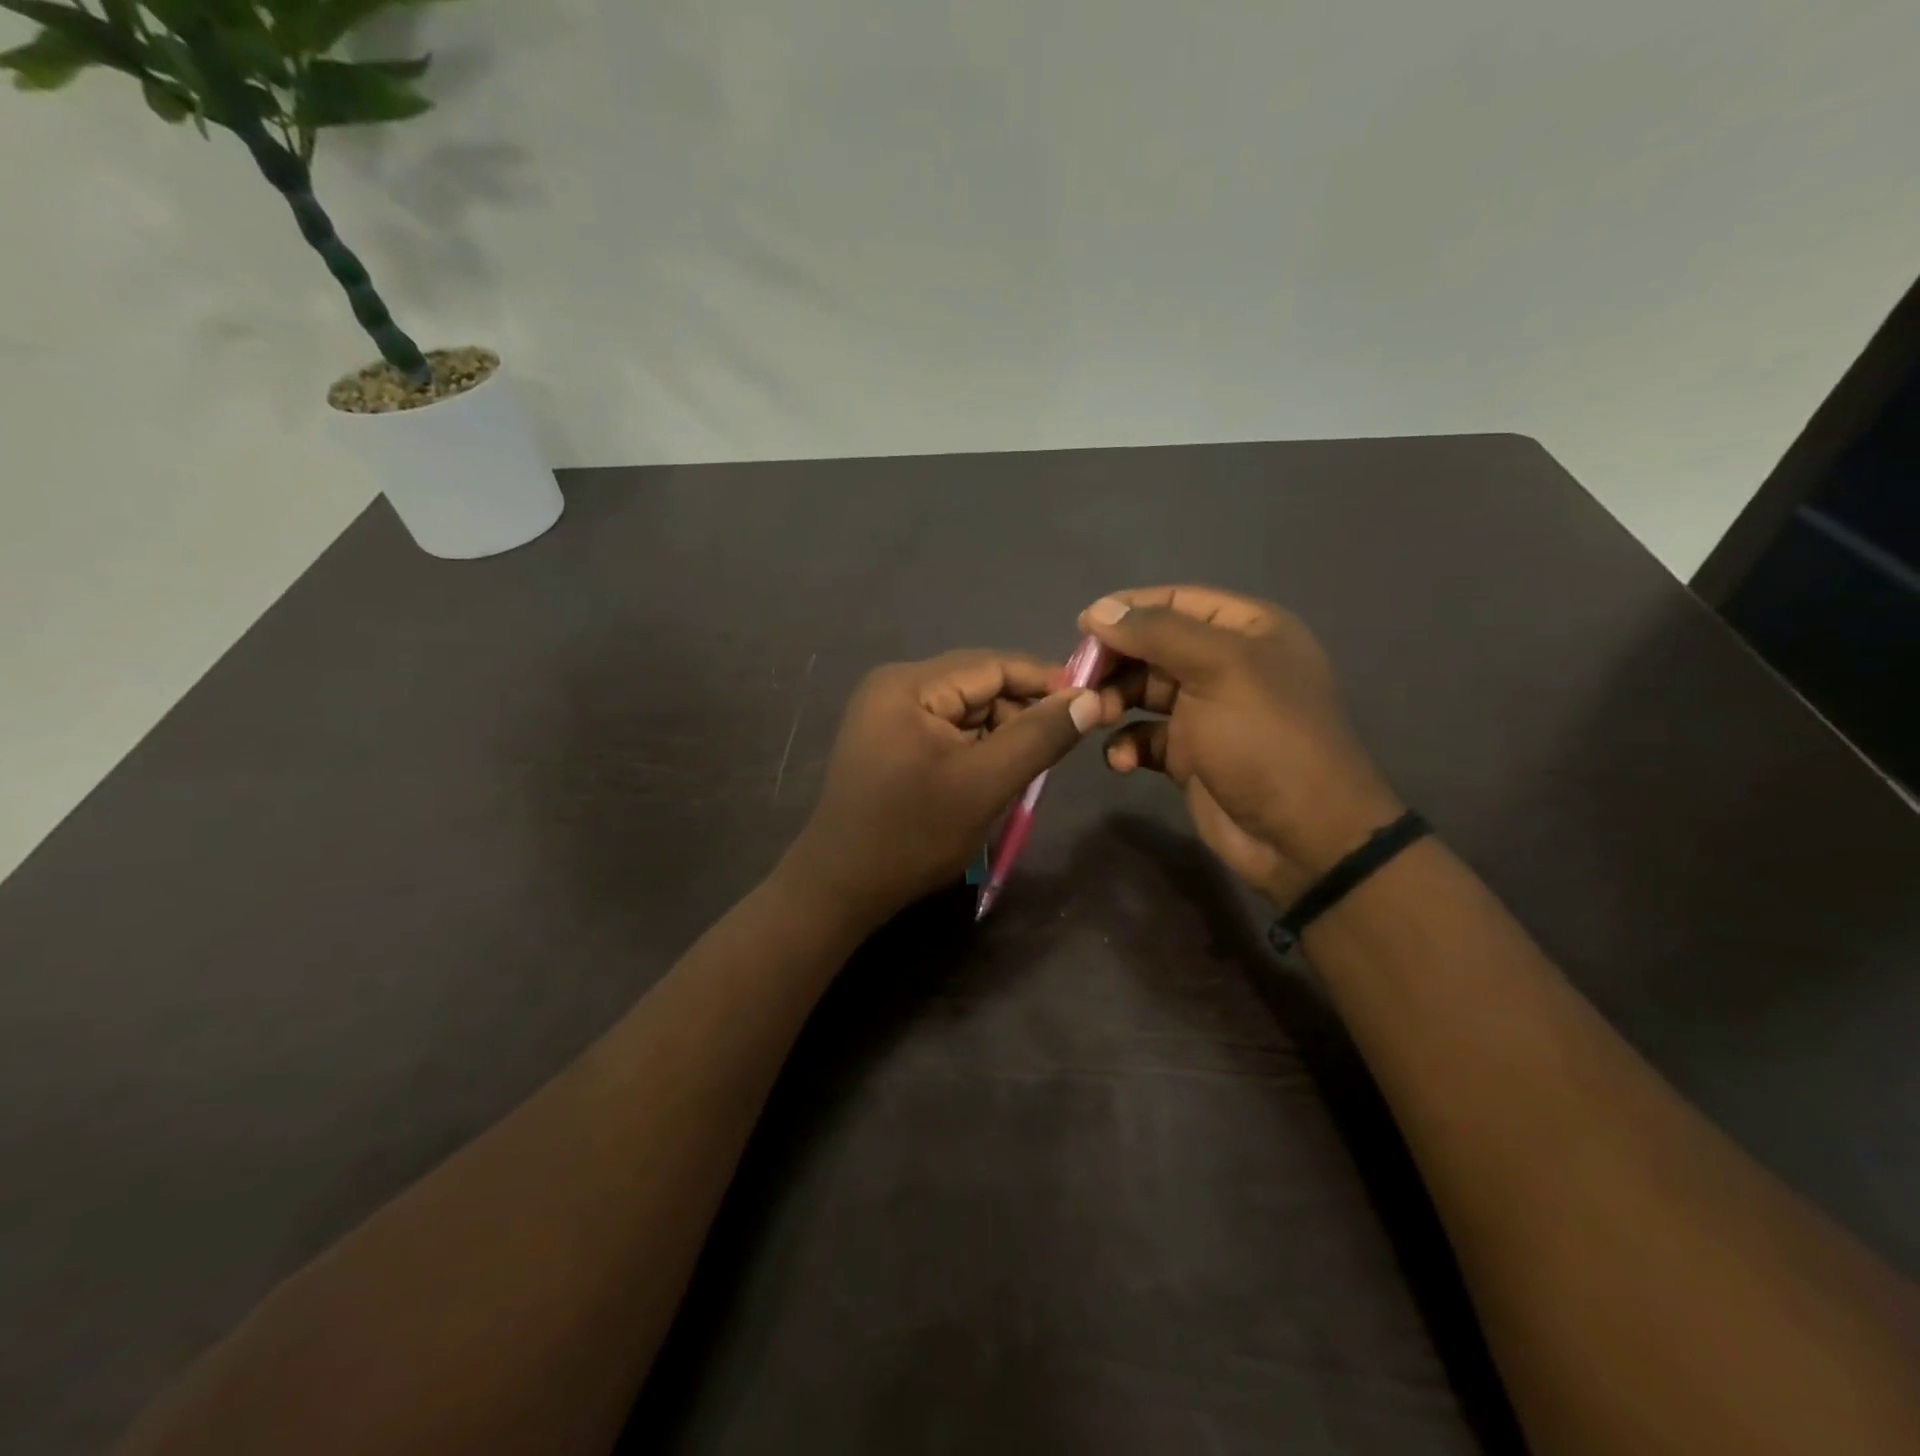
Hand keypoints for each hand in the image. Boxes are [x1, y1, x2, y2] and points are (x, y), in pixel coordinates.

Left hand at [783, 650, 1101, 924]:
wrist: (839, 888)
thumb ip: (1039, 737)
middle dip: (1021, 715)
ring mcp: (888, 715)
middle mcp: (895, 688)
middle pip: (979, 687)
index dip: (1046, 680)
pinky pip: (947, 733)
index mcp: (909, 684)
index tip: (1093, 701)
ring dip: (1000, 737)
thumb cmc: (912, 834)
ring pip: (966, 713)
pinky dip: (977, 751)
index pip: (993, 664)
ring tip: (1023, 774)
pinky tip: (991, 779)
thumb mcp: (984, 784)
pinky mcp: (890, 742)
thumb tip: (1090, 698)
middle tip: (1058, 752)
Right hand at [1078, 586, 1403, 901]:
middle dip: (1114, 662)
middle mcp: (1225, 665)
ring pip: (1143, 691)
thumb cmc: (1264, 738)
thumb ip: (1156, 632)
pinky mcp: (1189, 755)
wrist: (1300, 836)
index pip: (1176, 601)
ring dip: (1114, 702)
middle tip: (1079, 681)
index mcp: (1246, 631)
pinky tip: (1121, 760)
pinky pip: (1145, 736)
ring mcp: (1207, 712)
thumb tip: (1098, 610)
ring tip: (1096, 718)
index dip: (1127, 610)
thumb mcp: (1217, 669)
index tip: (1081, 629)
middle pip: (1153, 646)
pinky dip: (1126, 743)